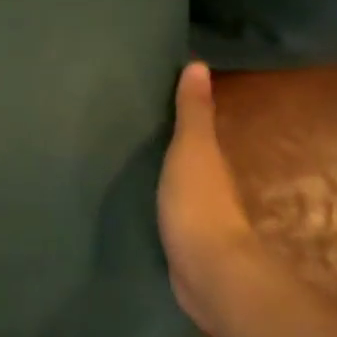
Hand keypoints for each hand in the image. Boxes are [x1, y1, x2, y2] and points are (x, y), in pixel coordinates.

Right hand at [157, 63, 260, 330]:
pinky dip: (155, 205)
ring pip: (177, 188)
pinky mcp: (181, 244)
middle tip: (131, 129)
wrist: (207, 271)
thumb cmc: (199, 202)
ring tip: (126, 164)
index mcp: (210, 161)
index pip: (198, 129)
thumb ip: (193, 112)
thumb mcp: (192, 149)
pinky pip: (165, 215)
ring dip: (161, 177)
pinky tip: (133, 203)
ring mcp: (196, 218)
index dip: (182, 114)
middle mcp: (208, 186)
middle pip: (188, 159)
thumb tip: (199, 65)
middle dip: (167, 146)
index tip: (153, 96)